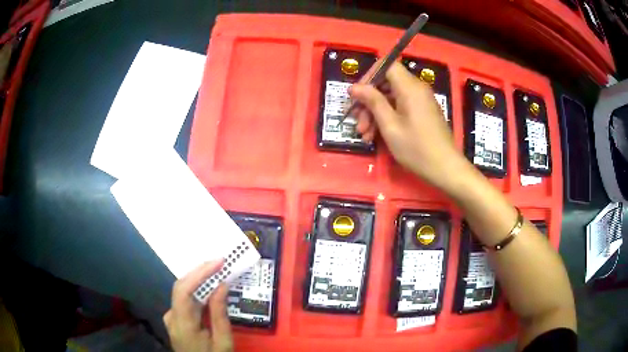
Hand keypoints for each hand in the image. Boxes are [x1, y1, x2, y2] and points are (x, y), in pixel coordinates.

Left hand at [163, 260, 233, 351]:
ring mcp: (171, 318)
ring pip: (182, 292)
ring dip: (199, 280)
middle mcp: (171, 317)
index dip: (199, 273)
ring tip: (217, 270)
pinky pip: (185, 300)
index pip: (184, 290)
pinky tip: (208, 287)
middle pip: (181, 287)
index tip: (218, 262)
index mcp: (182, 324)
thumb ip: (219, 314)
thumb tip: (221, 285)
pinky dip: (197, 290)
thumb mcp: (223, 341)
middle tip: (220, 262)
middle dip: (200, 271)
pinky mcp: (175, 319)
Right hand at [350, 62, 468, 189]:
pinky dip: (388, 117)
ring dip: (376, 113)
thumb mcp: (390, 125)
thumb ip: (372, 101)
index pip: (387, 65)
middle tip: (358, 122)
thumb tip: (355, 87)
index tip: (357, 94)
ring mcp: (421, 101)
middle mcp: (417, 89)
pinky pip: (401, 106)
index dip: (369, 75)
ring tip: (365, 135)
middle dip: (369, 101)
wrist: (445, 169)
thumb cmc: (416, 148)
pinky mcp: (423, 112)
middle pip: (387, 83)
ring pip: (392, 97)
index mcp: (410, 87)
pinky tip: (377, 136)